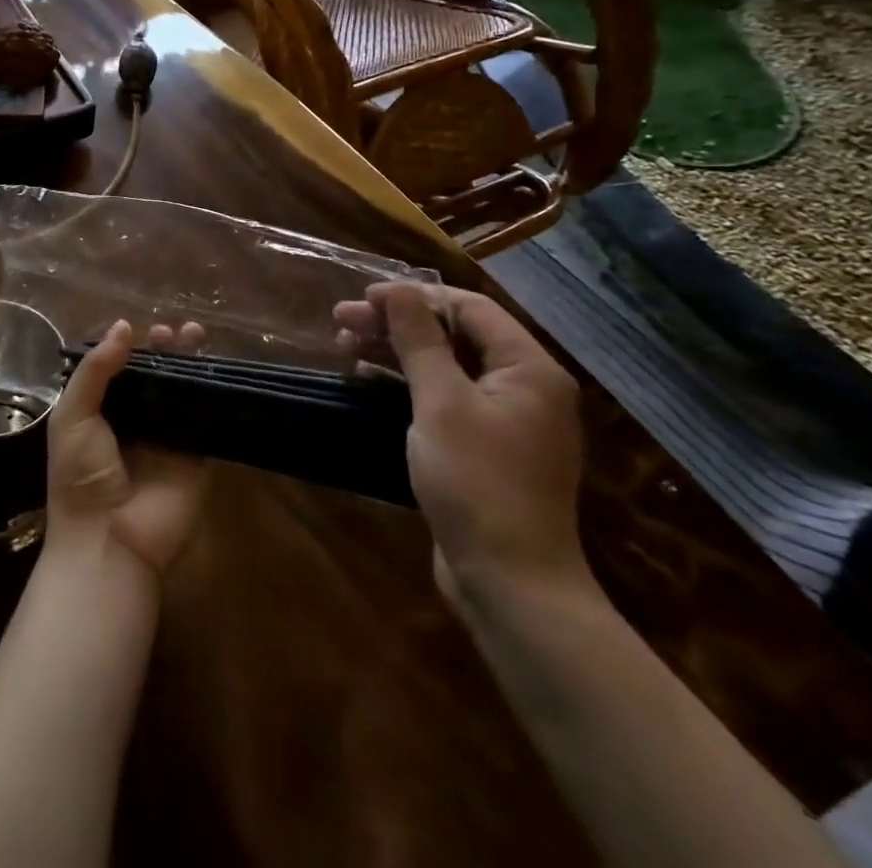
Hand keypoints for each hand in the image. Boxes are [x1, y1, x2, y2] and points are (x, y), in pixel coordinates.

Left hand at [45, 320, 207, 575]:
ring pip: (182, 392)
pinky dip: (212, 393)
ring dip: (190, 364)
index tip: (144, 328)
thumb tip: (124, 326)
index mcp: (102, 412)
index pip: (121, 371)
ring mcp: (168, 439)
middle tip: (175, 331)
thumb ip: (95, 371)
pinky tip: (216, 369)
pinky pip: (206, 419)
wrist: (108, 539)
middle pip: (156, 377)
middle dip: (165, 351)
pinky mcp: (196, 456)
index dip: (133, 348)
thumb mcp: (73, 415)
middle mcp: (136, 422)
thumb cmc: (79, 474)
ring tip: (195, 335)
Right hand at [335, 284, 587, 606]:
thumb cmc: (477, 480)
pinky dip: (407, 384)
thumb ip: (419, 341)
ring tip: (346, 347)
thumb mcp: (441, 402)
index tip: (363, 298)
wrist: (509, 581)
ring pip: (445, 367)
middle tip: (342, 321)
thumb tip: (399, 289)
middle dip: (397, 324)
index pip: (470, 309)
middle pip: (456, 336)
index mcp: (529, 370)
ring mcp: (506, 421)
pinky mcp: (485, 449)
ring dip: (396, 352)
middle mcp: (525, 389)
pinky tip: (368, 381)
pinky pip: (444, 399)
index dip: (415, 296)